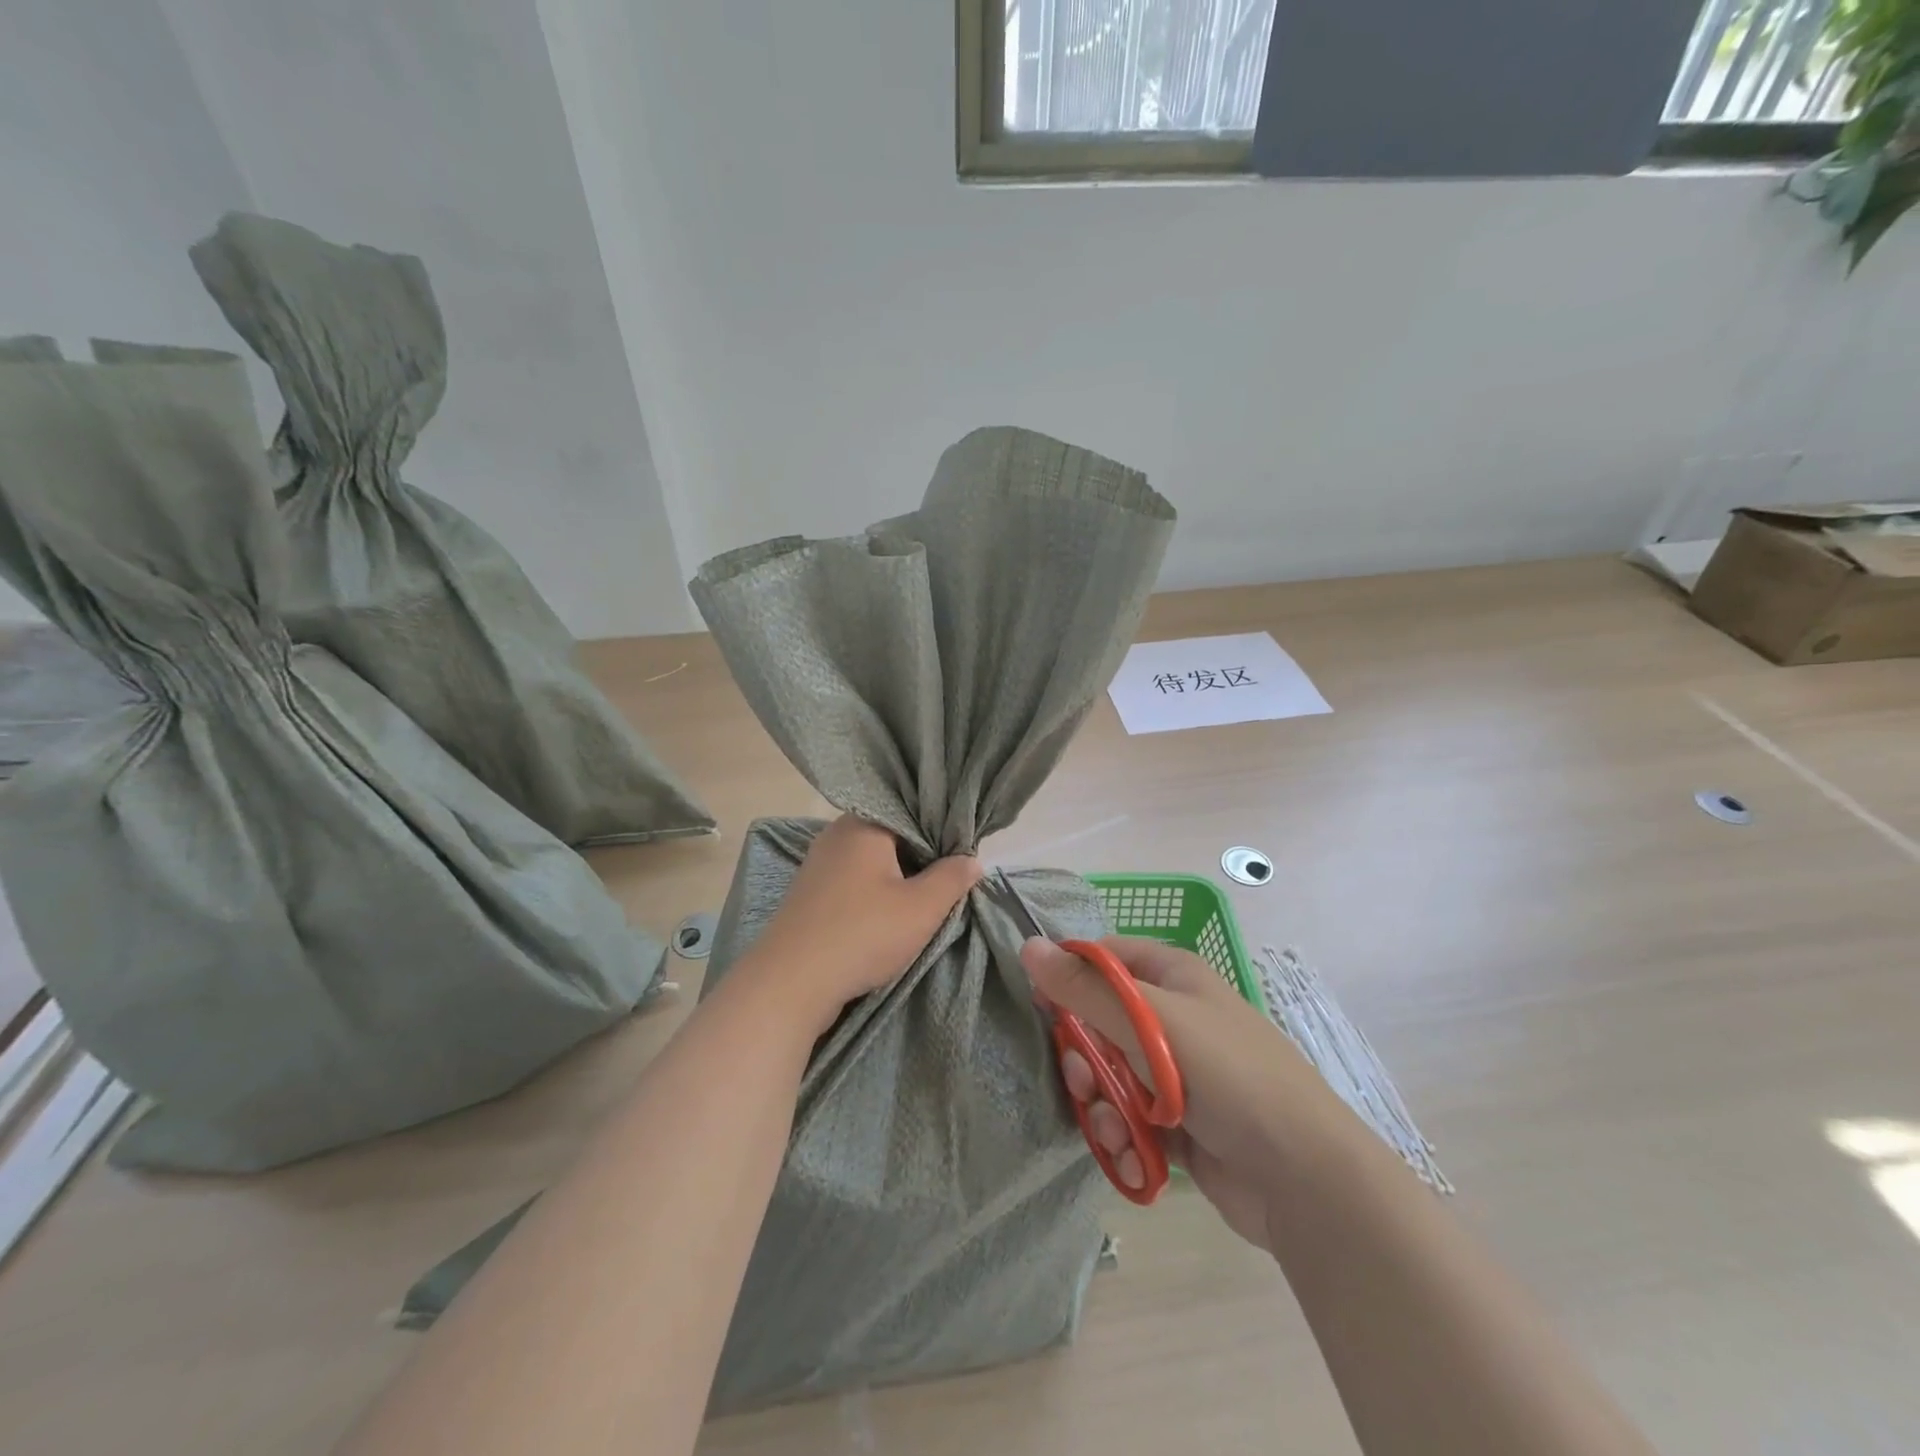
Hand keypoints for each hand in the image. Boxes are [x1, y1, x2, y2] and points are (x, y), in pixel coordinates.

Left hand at [742, 816, 980, 1031]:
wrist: (790, 983)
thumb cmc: (862, 934)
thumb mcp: (921, 908)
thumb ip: (952, 879)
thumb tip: (972, 859)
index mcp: (864, 824)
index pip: (912, 811)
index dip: (941, 832)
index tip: (961, 855)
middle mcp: (837, 834)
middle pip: (892, 835)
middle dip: (920, 857)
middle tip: (947, 881)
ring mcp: (818, 864)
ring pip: (872, 861)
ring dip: (897, 879)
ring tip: (922, 901)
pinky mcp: (809, 893)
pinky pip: (852, 881)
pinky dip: (873, 893)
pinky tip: (887, 916)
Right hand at [1020, 936, 1348, 1253]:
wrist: (1303, 1177)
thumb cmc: (1228, 1076)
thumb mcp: (1153, 1023)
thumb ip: (1087, 989)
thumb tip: (1029, 946)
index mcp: (1173, 977)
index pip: (1104, 959)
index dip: (1069, 977)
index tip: (1042, 1004)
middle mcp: (1172, 1018)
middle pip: (1100, 1021)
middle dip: (1085, 1054)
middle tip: (1084, 1078)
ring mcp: (1176, 1073)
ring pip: (1110, 1073)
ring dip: (1102, 1101)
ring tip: (1114, 1125)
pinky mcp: (1177, 1123)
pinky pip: (1128, 1116)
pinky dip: (1123, 1134)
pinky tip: (1131, 1154)